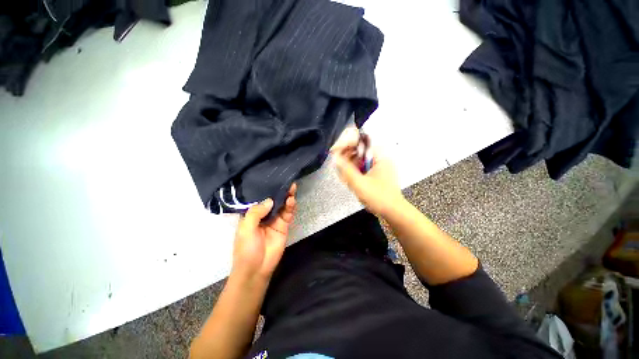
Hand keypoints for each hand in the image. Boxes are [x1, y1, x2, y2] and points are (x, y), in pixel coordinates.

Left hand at [231, 184, 296, 281]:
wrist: (257, 269)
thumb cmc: (246, 249)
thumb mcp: (246, 228)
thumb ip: (256, 212)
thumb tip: (270, 200)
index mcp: (252, 214)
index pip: (260, 198)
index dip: (266, 189)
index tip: (273, 179)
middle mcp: (264, 214)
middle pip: (273, 200)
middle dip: (279, 191)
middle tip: (286, 181)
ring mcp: (275, 220)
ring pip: (282, 205)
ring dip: (287, 196)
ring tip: (291, 188)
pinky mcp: (284, 226)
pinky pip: (288, 214)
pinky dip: (290, 206)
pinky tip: (291, 200)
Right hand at [331, 128, 403, 215]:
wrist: (393, 212)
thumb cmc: (379, 198)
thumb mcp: (360, 184)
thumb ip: (346, 170)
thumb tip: (336, 157)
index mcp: (380, 157)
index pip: (361, 144)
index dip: (347, 146)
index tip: (336, 152)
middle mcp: (381, 159)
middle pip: (360, 153)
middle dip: (348, 160)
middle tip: (340, 168)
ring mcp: (380, 167)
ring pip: (361, 162)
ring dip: (352, 168)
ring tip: (347, 178)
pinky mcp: (378, 175)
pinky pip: (364, 169)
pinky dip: (357, 173)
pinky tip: (353, 181)